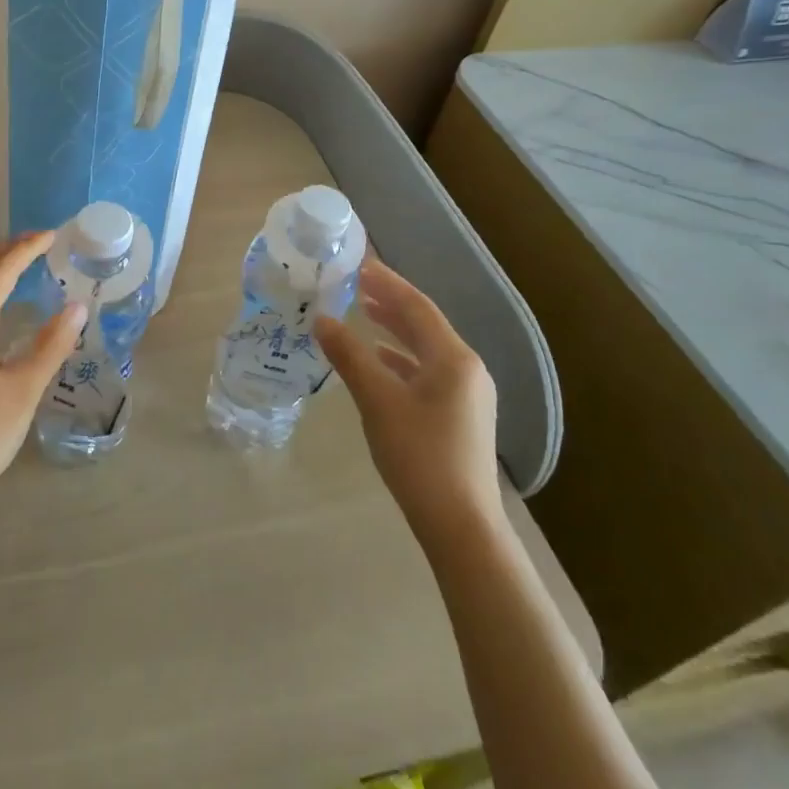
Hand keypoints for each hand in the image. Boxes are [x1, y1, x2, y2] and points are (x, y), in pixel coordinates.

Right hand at [315, 259, 501, 543]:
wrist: (460, 524)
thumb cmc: (419, 455)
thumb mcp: (377, 400)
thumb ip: (349, 356)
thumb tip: (322, 319)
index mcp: (453, 358)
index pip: (416, 306)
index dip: (386, 282)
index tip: (358, 264)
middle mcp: (466, 368)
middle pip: (424, 324)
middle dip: (390, 302)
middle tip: (355, 284)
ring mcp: (467, 394)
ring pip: (426, 349)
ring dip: (395, 329)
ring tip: (364, 313)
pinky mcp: (460, 415)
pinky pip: (427, 371)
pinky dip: (401, 359)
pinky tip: (379, 362)